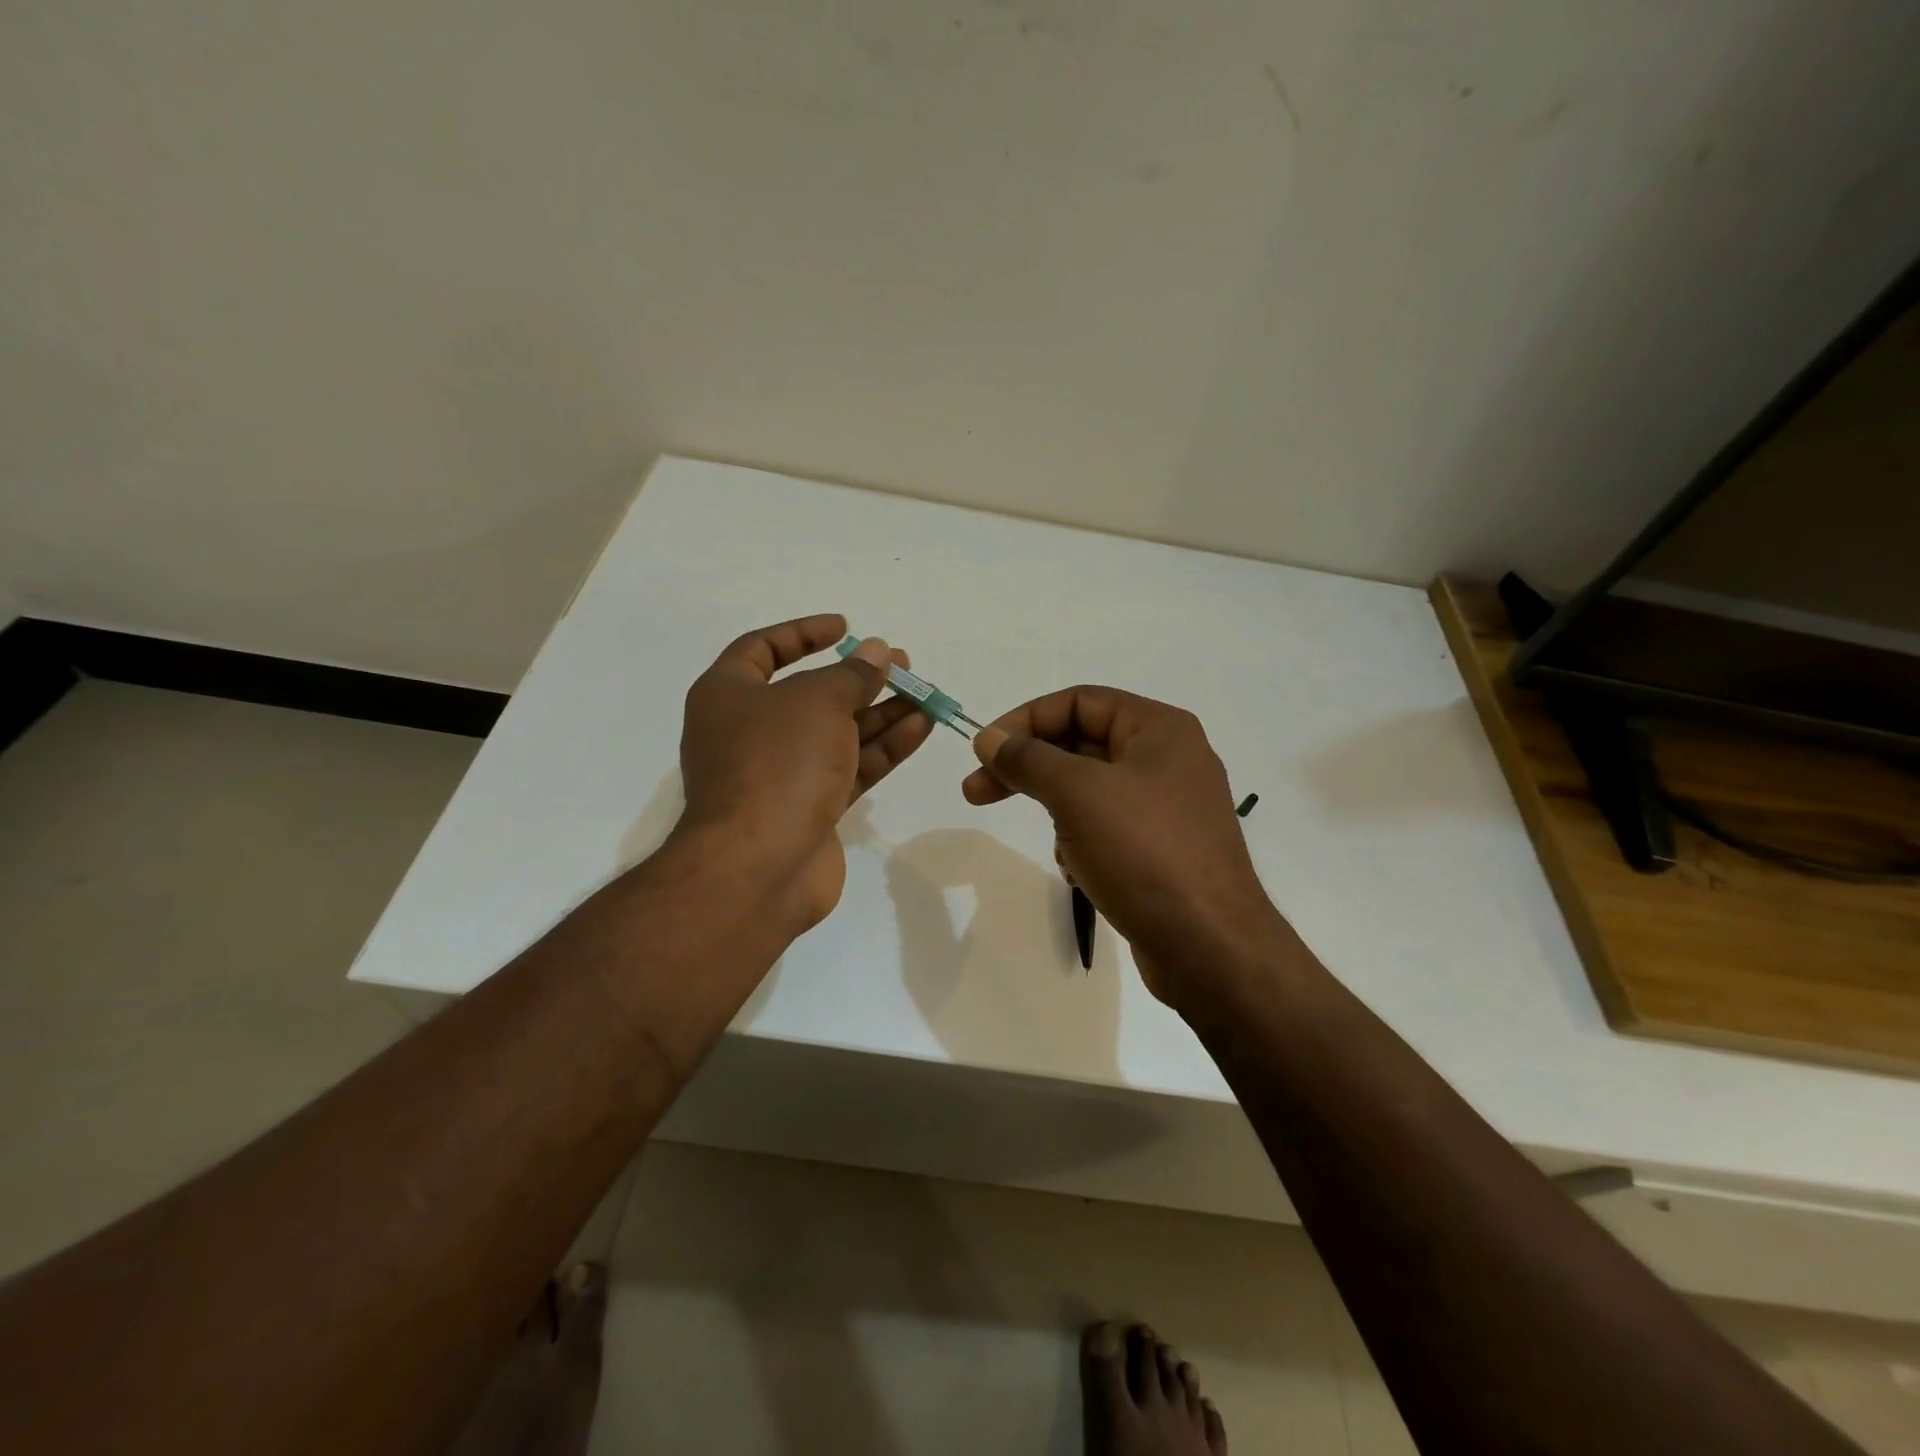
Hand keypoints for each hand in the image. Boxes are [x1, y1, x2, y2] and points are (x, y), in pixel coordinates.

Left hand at [677, 614, 933, 932]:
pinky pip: (849, 767)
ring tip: (924, 694)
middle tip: (901, 664)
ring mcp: (780, 773)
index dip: (804, 633)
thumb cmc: (777, 764)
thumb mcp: (818, 702)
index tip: (846, 627)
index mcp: (728, 696)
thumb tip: (877, 652)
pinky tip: (920, 728)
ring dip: (880, 712)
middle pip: (810, 693)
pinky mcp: (809, 808)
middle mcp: (750, 731)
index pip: (762, 649)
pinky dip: (883, 747)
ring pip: (836, 732)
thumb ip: (852, 675)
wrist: (758, 867)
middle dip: (858, 678)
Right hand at [962, 687, 1284, 1006]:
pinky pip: (1106, 829)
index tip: (982, 751)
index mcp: (1159, 729)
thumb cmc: (1143, 852)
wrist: (1209, 947)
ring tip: (1060, 847)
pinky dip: (1082, 843)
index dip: (1024, 720)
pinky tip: (1082, 873)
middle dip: (1030, 768)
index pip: (1078, 702)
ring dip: (1059, 812)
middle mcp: (1168, 760)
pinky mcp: (1161, 850)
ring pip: (1089, 791)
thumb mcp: (1077, 793)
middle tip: (976, 792)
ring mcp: (1167, 808)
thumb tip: (988, 738)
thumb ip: (1027, 758)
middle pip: (1082, 744)